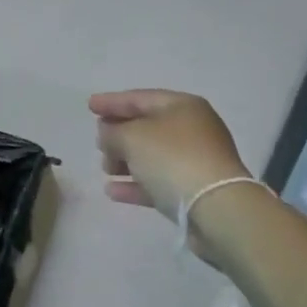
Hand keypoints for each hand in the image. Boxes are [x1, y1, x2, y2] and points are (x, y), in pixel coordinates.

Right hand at [89, 89, 252, 226]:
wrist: (217, 209)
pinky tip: (113, 191)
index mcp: (182, 106)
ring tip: (105, 167)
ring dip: (126, 160)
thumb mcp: (133, 137)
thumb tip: (108, 133)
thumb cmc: (173, 159)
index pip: (140, 98)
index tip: (89, 106)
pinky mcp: (195, 191)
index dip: (112, 101)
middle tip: (98, 141)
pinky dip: (136, 183)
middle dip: (119, 133)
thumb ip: (113, 132)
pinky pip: (159, 181)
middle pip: (148, 126)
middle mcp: (192, 129)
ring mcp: (196, 161)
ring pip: (153, 155)